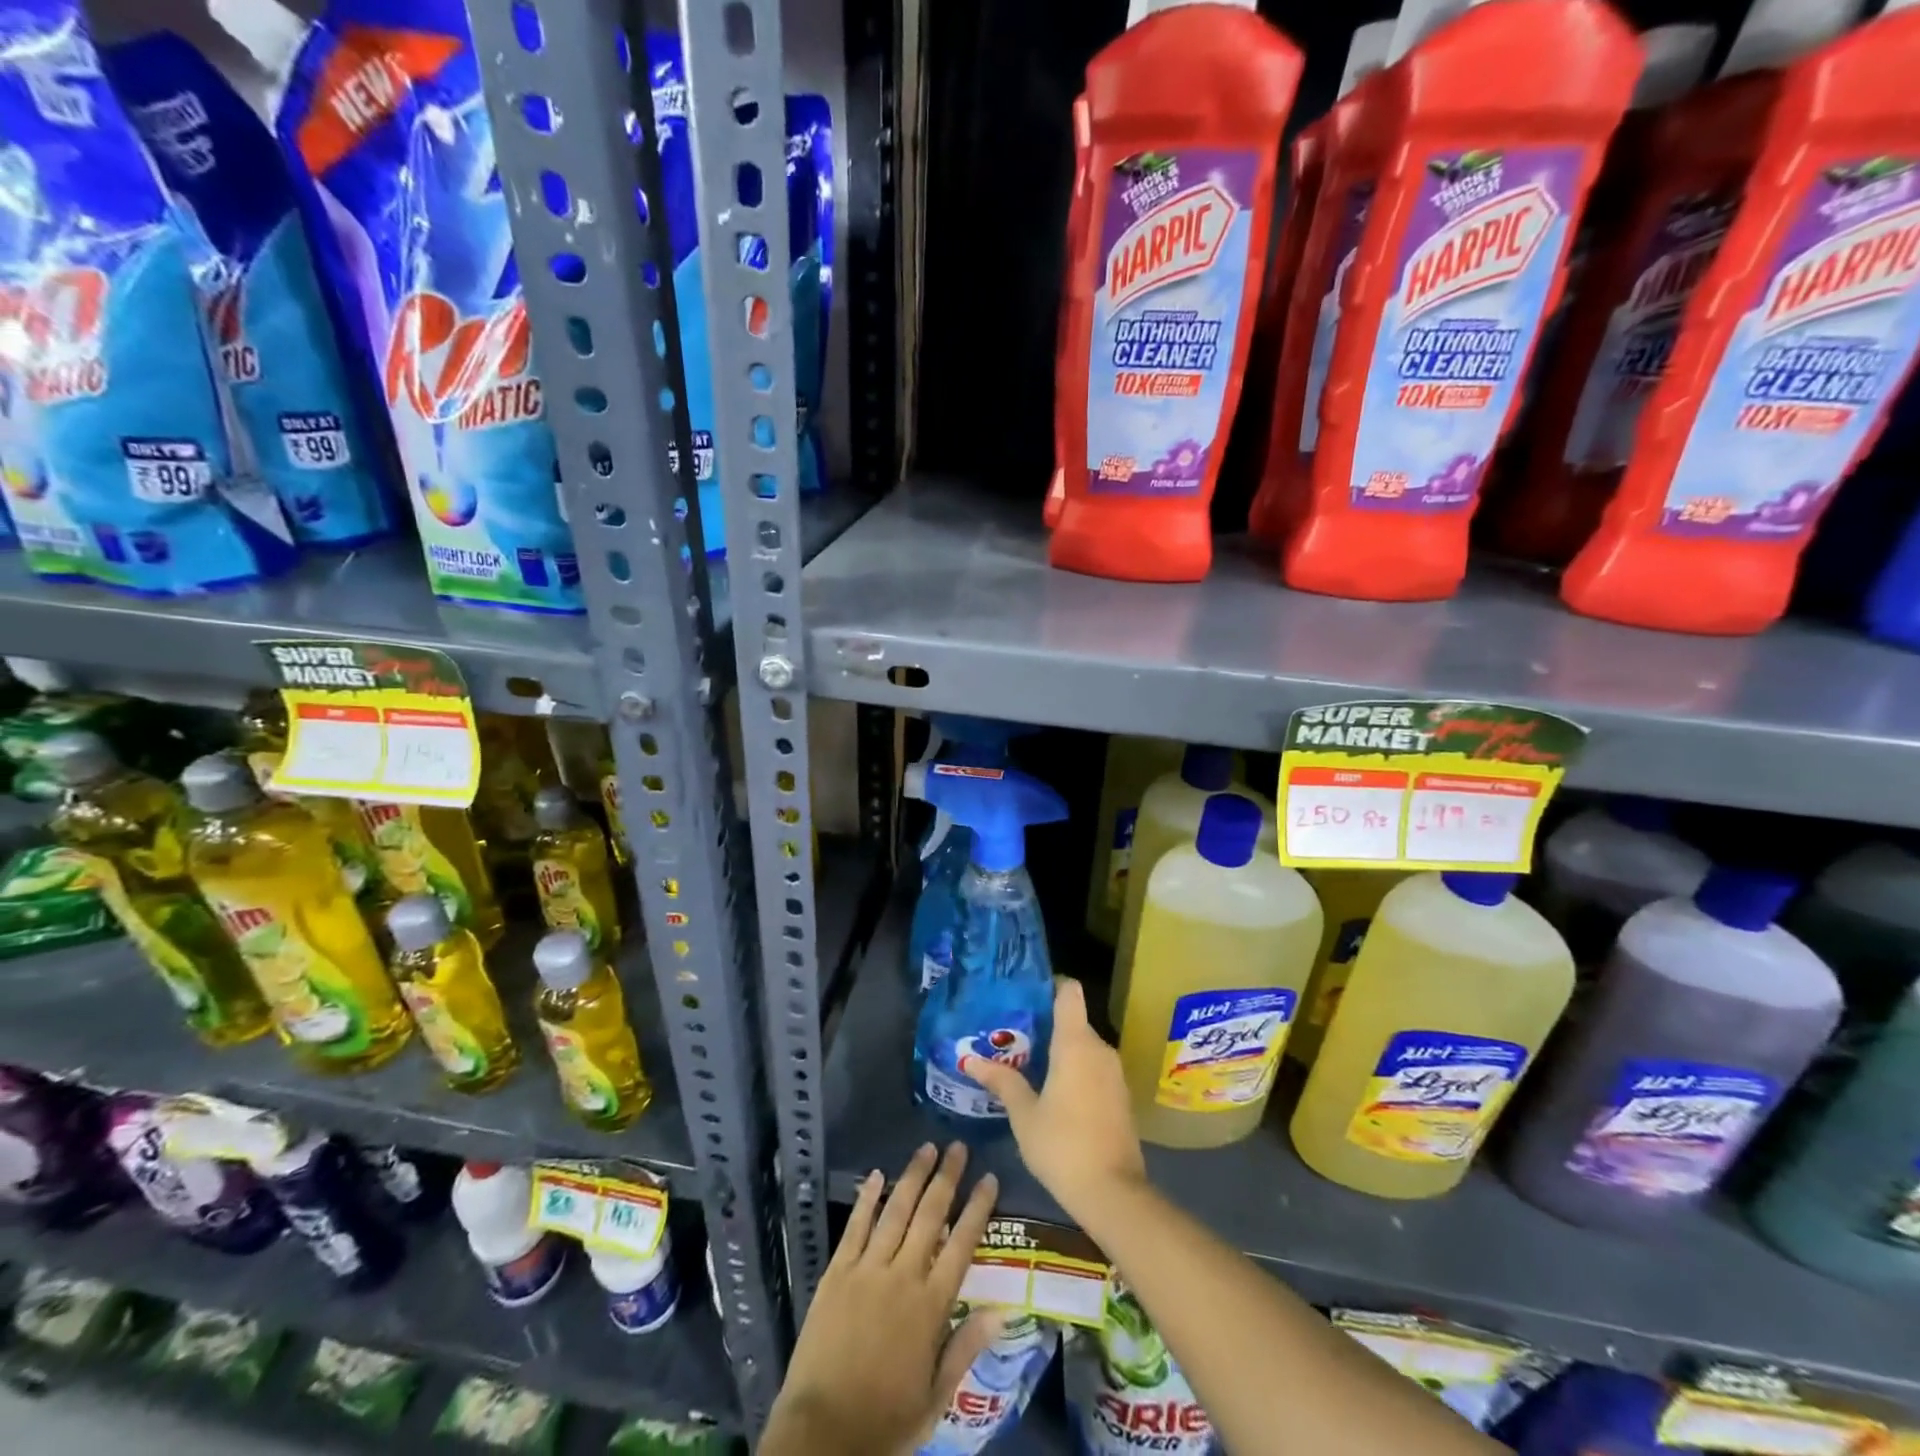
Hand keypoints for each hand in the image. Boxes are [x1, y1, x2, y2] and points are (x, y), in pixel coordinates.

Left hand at [763, 1142, 1000, 1455]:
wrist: (823, 1434)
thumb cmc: (885, 1421)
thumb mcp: (935, 1398)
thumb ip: (966, 1347)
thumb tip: (1003, 1311)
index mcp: (931, 1307)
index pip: (962, 1244)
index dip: (978, 1208)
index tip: (989, 1178)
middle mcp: (903, 1277)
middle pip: (930, 1215)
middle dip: (947, 1177)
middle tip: (958, 1146)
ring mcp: (867, 1270)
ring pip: (895, 1211)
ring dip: (912, 1176)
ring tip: (926, 1148)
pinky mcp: (837, 1272)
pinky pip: (855, 1227)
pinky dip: (867, 1198)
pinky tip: (876, 1174)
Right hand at [964, 978, 1146, 1224]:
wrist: (1113, 1193)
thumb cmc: (1062, 1145)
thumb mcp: (1024, 1115)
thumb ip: (1002, 1082)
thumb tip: (971, 1060)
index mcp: (1075, 1043)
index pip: (1069, 991)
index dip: (1050, 985)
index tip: (1026, 995)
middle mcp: (1099, 1048)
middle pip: (1073, 1020)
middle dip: (1046, 1025)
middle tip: (1013, 1036)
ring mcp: (1114, 1072)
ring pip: (1084, 1046)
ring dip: (1060, 1050)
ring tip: (1027, 1062)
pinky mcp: (1121, 1095)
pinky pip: (1094, 1067)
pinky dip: (1075, 1070)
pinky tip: (1053, 1090)